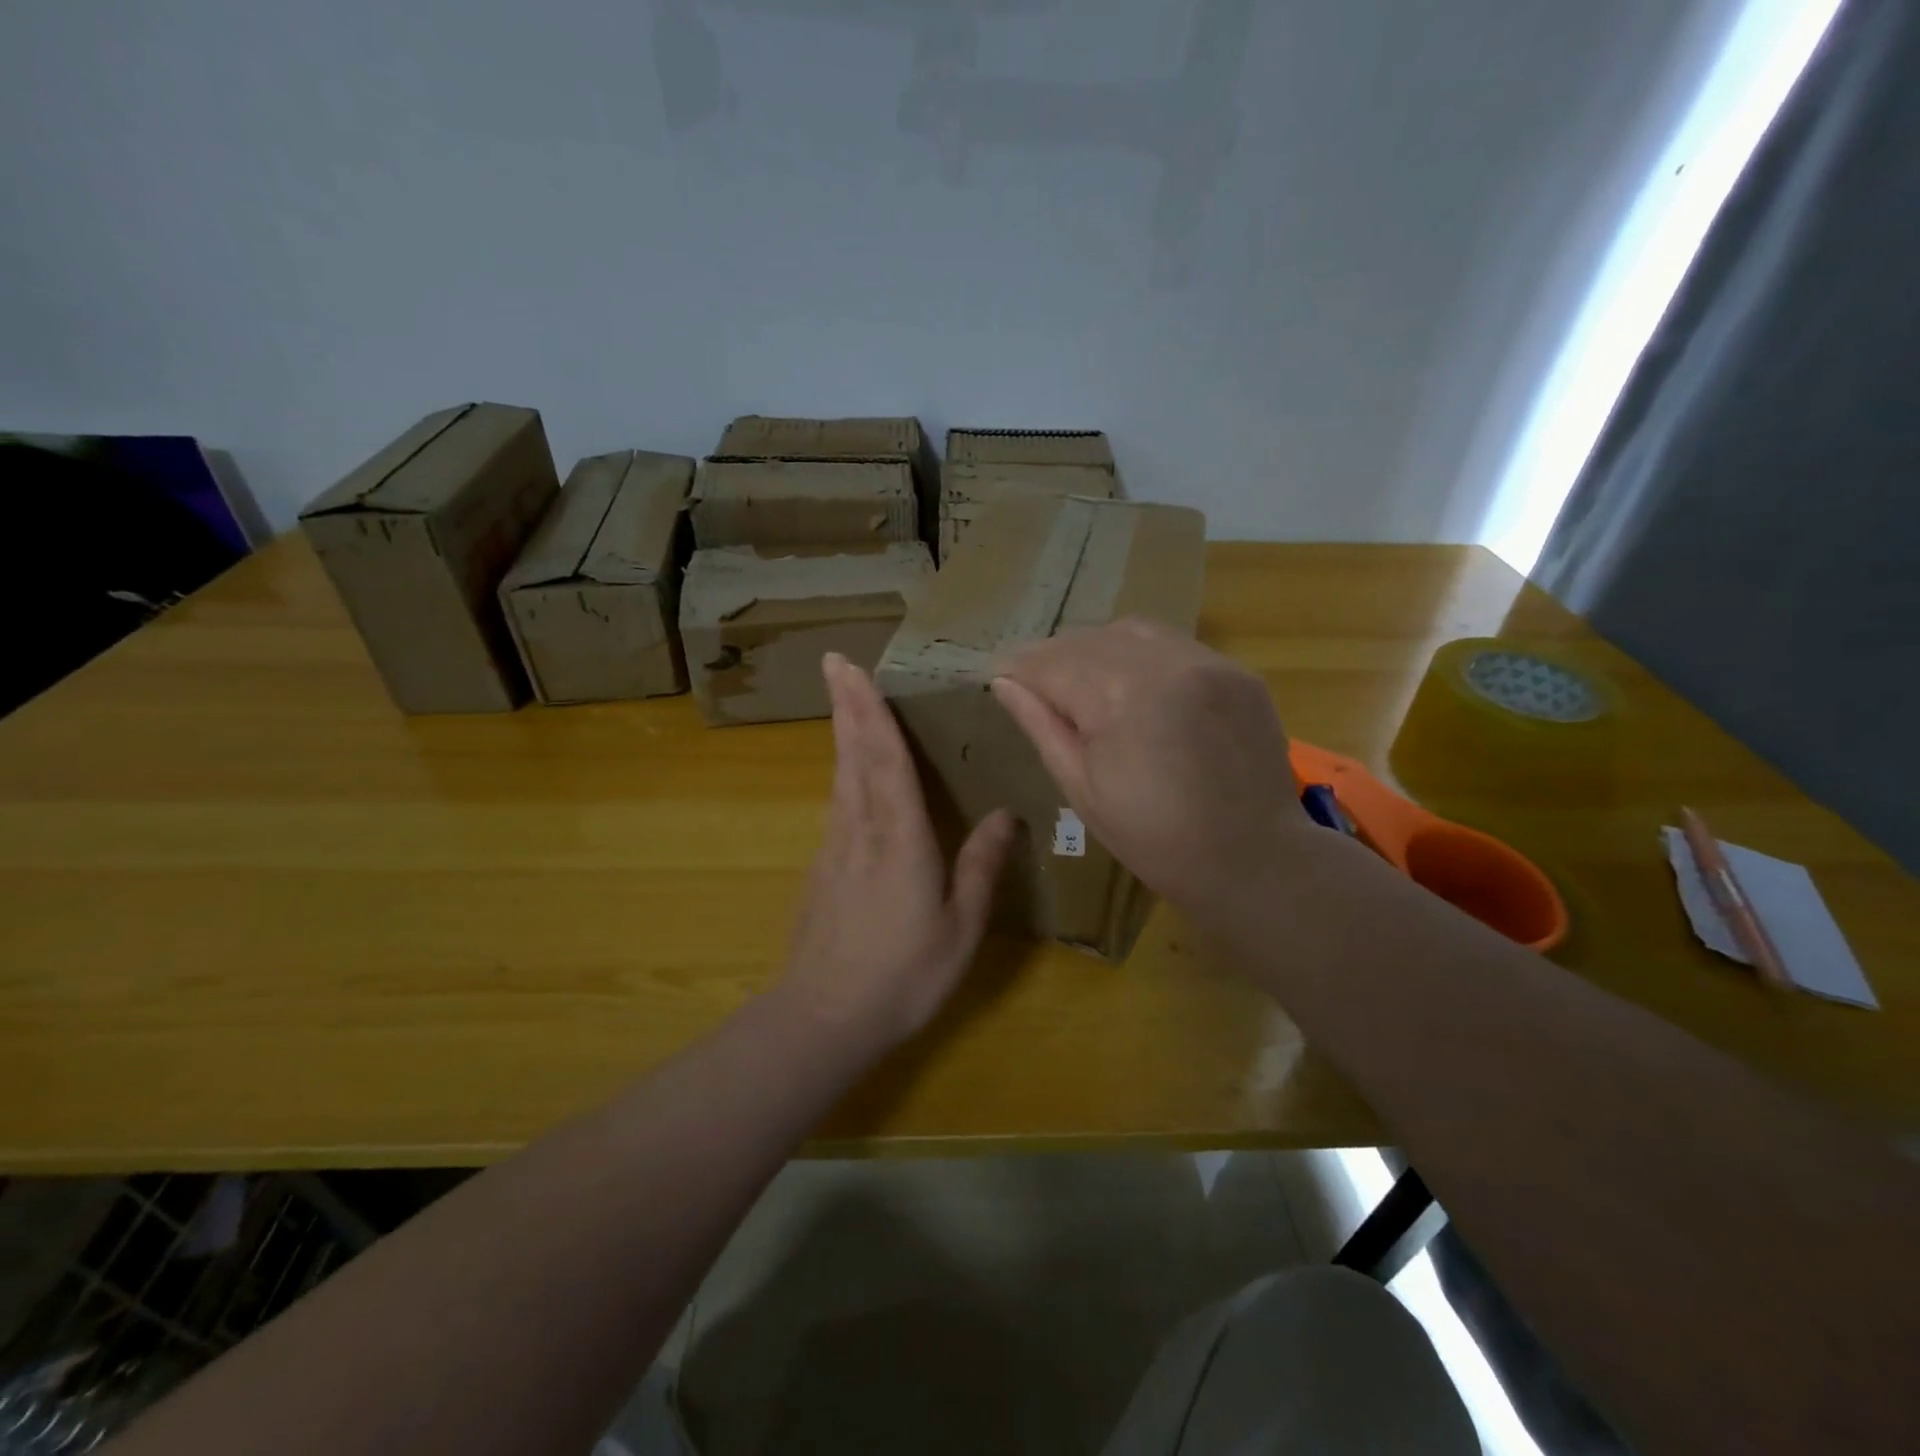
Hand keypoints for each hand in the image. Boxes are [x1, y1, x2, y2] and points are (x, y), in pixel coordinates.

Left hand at [775, 653, 1015, 1053]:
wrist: (824, 1018)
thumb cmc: (903, 975)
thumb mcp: (960, 927)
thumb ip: (981, 867)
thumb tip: (1005, 814)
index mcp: (899, 838)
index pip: (884, 758)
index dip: (870, 709)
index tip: (851, 667)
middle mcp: (861, 830)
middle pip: (853, 755)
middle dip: (847, 706)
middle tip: (835, 662)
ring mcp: (834, 848)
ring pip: (840, 777)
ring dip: (843, 733)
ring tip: (845, 700)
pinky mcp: (822, 868)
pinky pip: (837, 804)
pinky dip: (844, 773)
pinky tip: (849, 773)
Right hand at [991, 619, 1311, 917]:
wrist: (1253, 860)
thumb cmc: (1154, 839)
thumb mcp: (1082, 789)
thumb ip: (1042, 726)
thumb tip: (1004, 683)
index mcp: (1121, 699)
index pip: (1052, 663)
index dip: (1019, 666)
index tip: (997, 672)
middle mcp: (1165, 664)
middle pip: (1089, 640)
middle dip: (1053, 656)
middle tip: (1033, 679)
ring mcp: (1208, 662)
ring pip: (1132, 632)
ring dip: (1096, 648)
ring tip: (1080, 677)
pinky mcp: (1237, 671)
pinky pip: (1174, 645)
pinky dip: (1141, 654)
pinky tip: (1133, 682)